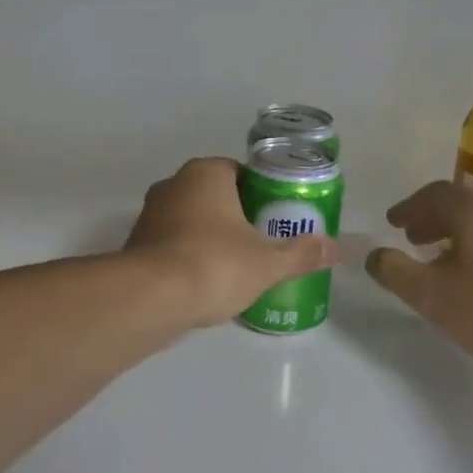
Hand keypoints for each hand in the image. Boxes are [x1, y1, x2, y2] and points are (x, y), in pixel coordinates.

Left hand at [126, 157, 338, 329]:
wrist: (150, 299)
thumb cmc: (215, 264)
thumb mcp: (268, 262)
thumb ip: (302, 253)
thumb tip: (335, 248)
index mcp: (206, 173)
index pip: (241, 172)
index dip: (263, 193)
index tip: (278, 216)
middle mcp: (174, 184)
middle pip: (216, 195)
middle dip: (238, 216)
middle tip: (264, 241)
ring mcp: (150, 214)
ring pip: (192, 220)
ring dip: (212, 237)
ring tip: (239, 265)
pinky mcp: (137, 245)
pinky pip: (173, 244)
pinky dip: (190, 257)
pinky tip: (207, 282)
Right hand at [365, 181, 472, 373]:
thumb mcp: (429, 294)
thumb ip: (395, 271)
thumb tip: (375, 256)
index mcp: (472, 213)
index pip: (434, 194)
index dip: (409, 207)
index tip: (392, 223)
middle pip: (459, 206)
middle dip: (430, 219)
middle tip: (410, 238)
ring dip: (452, 236)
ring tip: (435, 260)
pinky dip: (472, 250)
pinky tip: (469, 280)